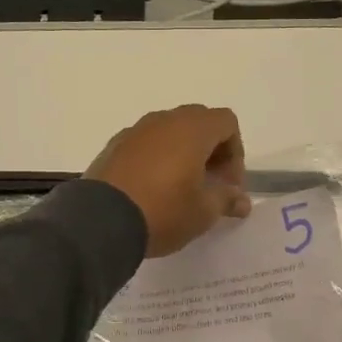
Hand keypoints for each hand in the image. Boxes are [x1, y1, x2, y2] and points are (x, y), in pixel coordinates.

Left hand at [86, 105, 250, 257]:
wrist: (99, 221)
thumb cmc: (163, 211)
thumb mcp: (203, 212)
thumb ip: (227, 200)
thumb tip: (242, 201)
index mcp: (192, 129)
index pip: (226, 122)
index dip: (235, 153)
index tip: (228, 185)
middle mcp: (163, 120)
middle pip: (199, 122)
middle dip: (211, 151)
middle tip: (209, 186)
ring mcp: (135, 131)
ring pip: (170, 132)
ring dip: (183, 154)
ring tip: (180, 189)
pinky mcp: (114, 146)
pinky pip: (146, 144)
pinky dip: (157, 159)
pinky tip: (151, 190)